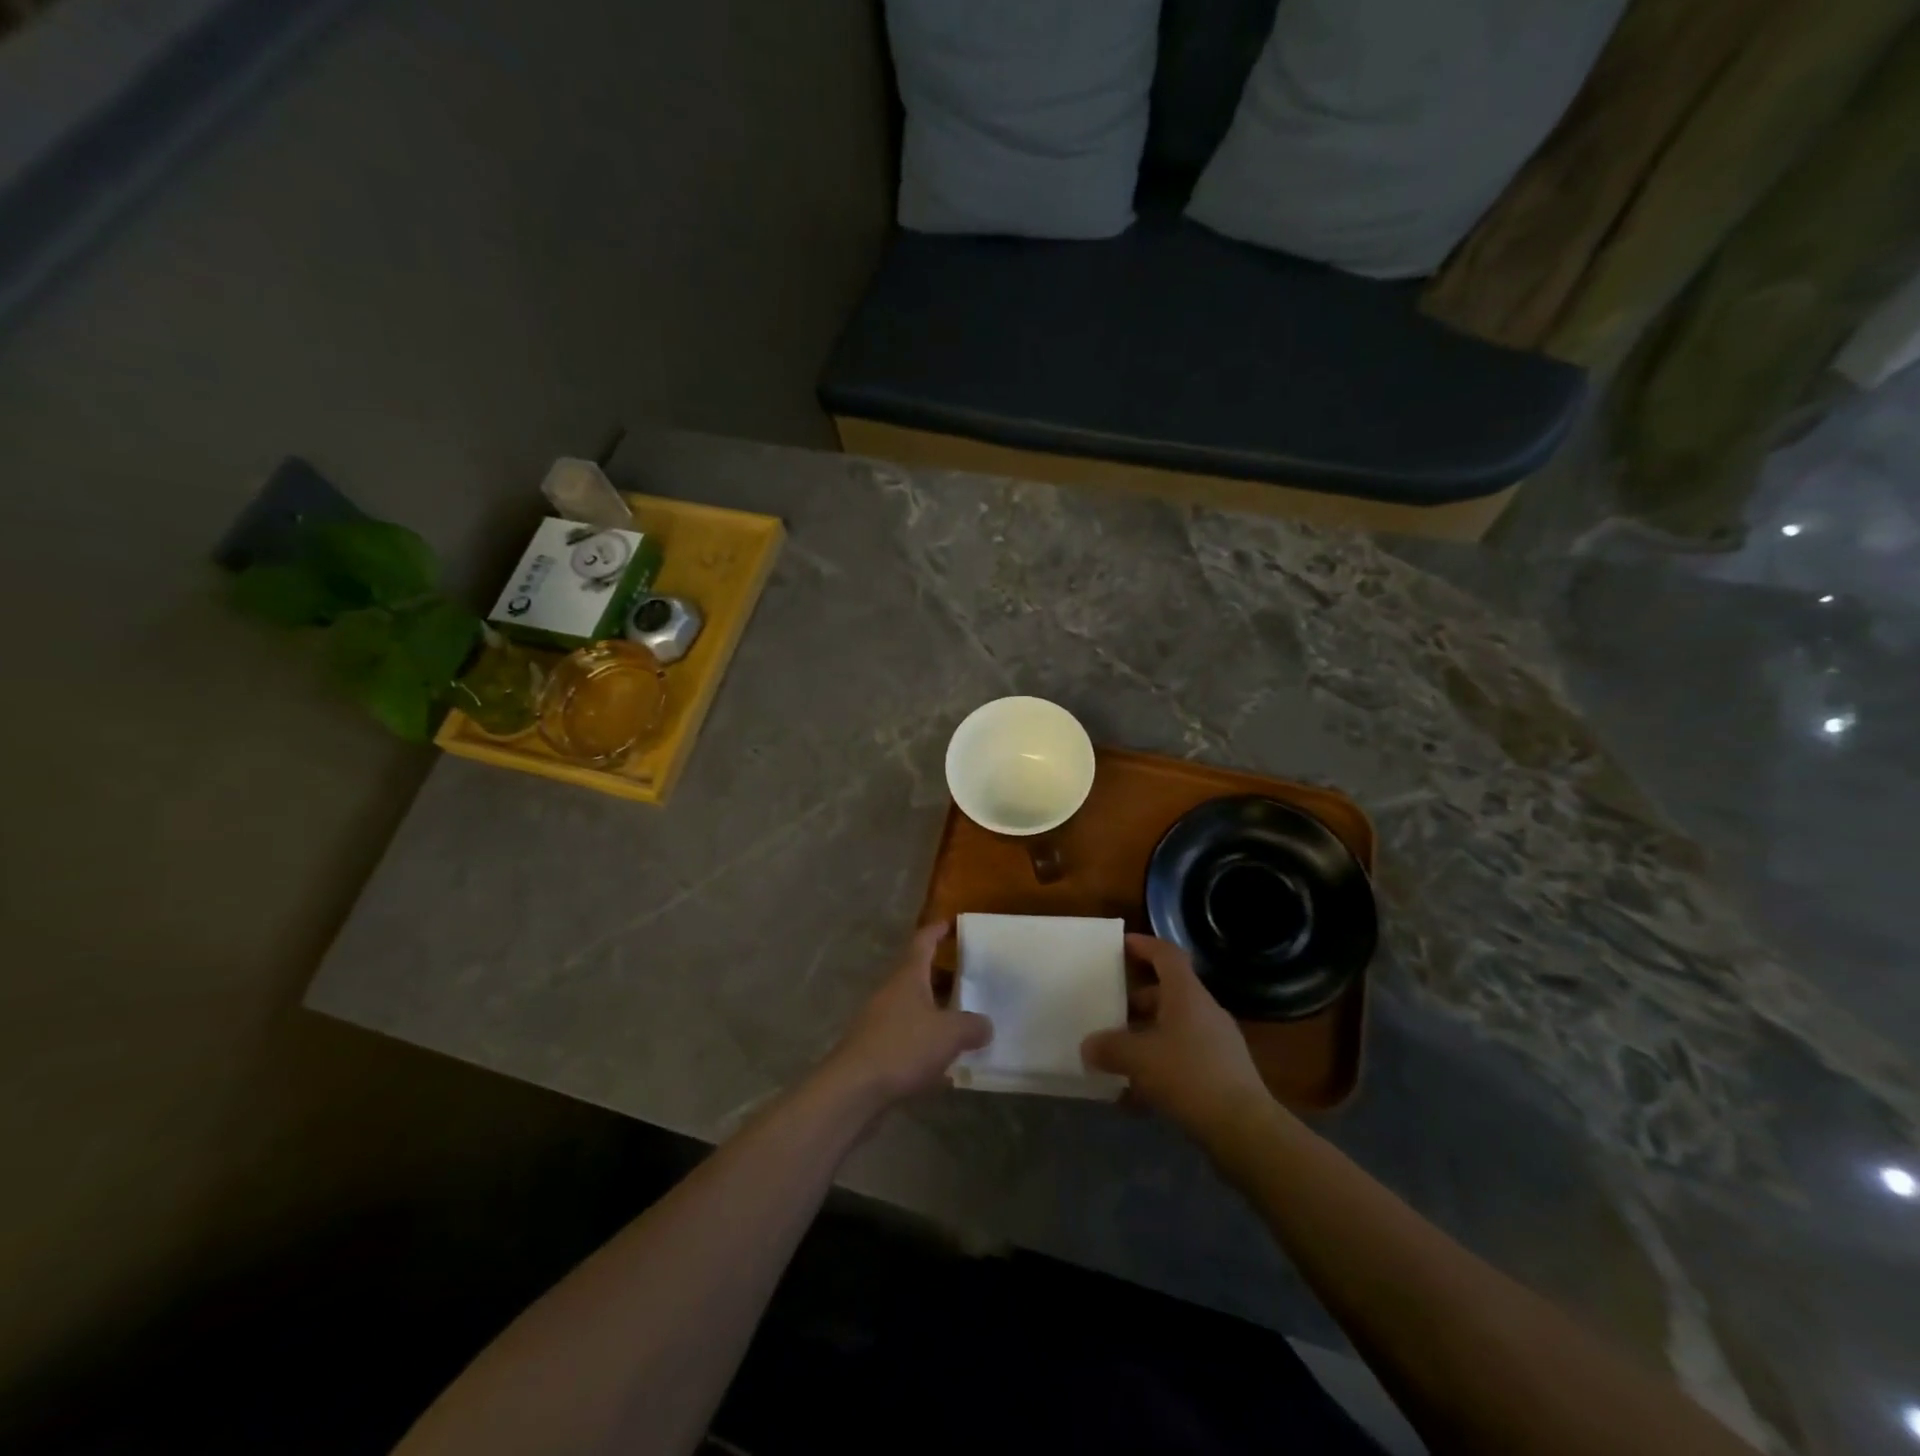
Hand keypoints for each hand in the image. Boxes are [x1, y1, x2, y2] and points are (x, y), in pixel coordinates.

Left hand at [819, 921, 991, 1109]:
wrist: (853, 1089)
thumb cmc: (903, 1047)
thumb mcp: (949, 1034)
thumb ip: (972, 1026)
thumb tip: (985, 1025)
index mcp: (908, 977)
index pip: (922, 942)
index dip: (936, 930)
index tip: (950, 923)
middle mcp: (891, 992)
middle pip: (918, 975)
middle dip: (942, 975)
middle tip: (969, 976)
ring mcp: (880, 1021)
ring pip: (913, 1007)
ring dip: (935, 1011)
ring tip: (963, 1020)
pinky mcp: (876, 1050)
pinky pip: (908, 1037)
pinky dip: (926, 1043)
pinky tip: (945, 1064)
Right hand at [1082, 935, 1272, 1140]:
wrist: (1245, 1130)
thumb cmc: (1189, 1076)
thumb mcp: (1138, 1059)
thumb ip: (1109, 1048)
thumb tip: (1088, 1046)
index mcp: (1187, 995)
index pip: (1166, 954)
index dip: (1144, 945)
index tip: (1121, 944)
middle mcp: (1204, 1012)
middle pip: (1166, 994)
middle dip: (1135, 1002)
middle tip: (1107, 1011)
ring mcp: (1216, 1044)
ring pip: (1172, 1030)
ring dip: (1144, 1039)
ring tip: (1114, 1058)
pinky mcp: (1221, 1076)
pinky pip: (1181, 1061)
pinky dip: (1157, 1070)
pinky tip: (1134, 1098)